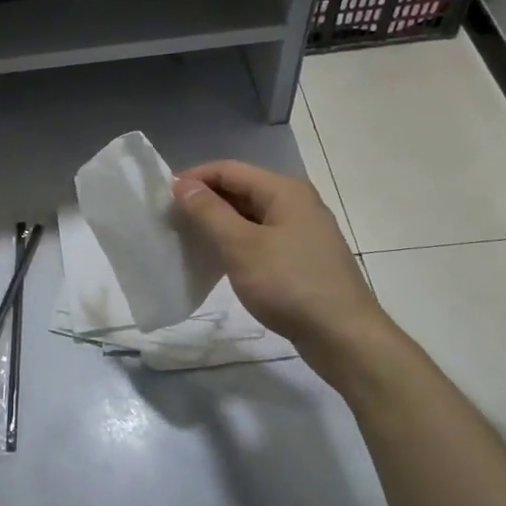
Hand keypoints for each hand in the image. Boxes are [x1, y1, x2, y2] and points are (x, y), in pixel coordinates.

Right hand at [172, 160, 385, 354]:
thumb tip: (182, 184)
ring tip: (188, 239)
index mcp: (284, 190)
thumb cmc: (289, 284)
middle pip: (241, 189)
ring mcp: (302, 231)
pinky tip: (218, 260)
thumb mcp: (241, 246)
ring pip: (250, 215)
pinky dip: (236, 242)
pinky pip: (261, 237)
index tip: (162, 198)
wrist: (343, 335)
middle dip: (204, 200)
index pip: (228, 169)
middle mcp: (296, 202)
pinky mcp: (301, 257)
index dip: (193, 178)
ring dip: (218, 222)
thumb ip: (209, 212)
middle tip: (171, 220)